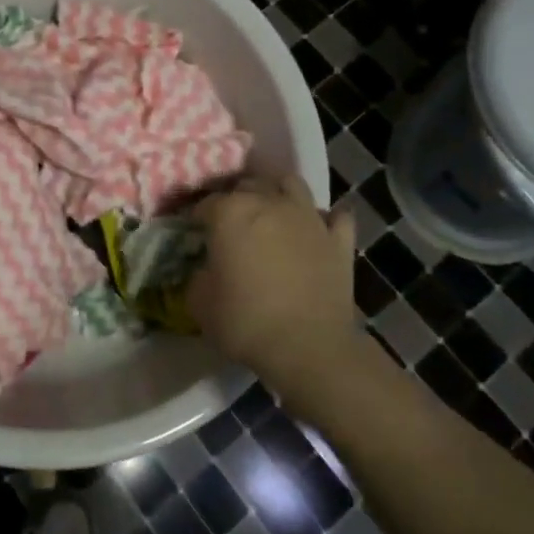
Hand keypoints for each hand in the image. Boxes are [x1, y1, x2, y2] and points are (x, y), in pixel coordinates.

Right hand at [187, 175, 358, 385]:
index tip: (195, 233)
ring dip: (278, 193)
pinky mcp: (339, 240)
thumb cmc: (245, 321)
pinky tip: (318, 230)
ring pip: (291, 184)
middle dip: (236, 198)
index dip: (197, 217)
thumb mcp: (198, 301)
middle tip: (231, 223)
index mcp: (230, 211)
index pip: (205, 202)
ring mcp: (308, 217)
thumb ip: (197, 273)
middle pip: (248, 184)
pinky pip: (336, 217)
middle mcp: (269, 202)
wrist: (309, 348)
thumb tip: (204, 268)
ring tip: (272, 213)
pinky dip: (326, 220)